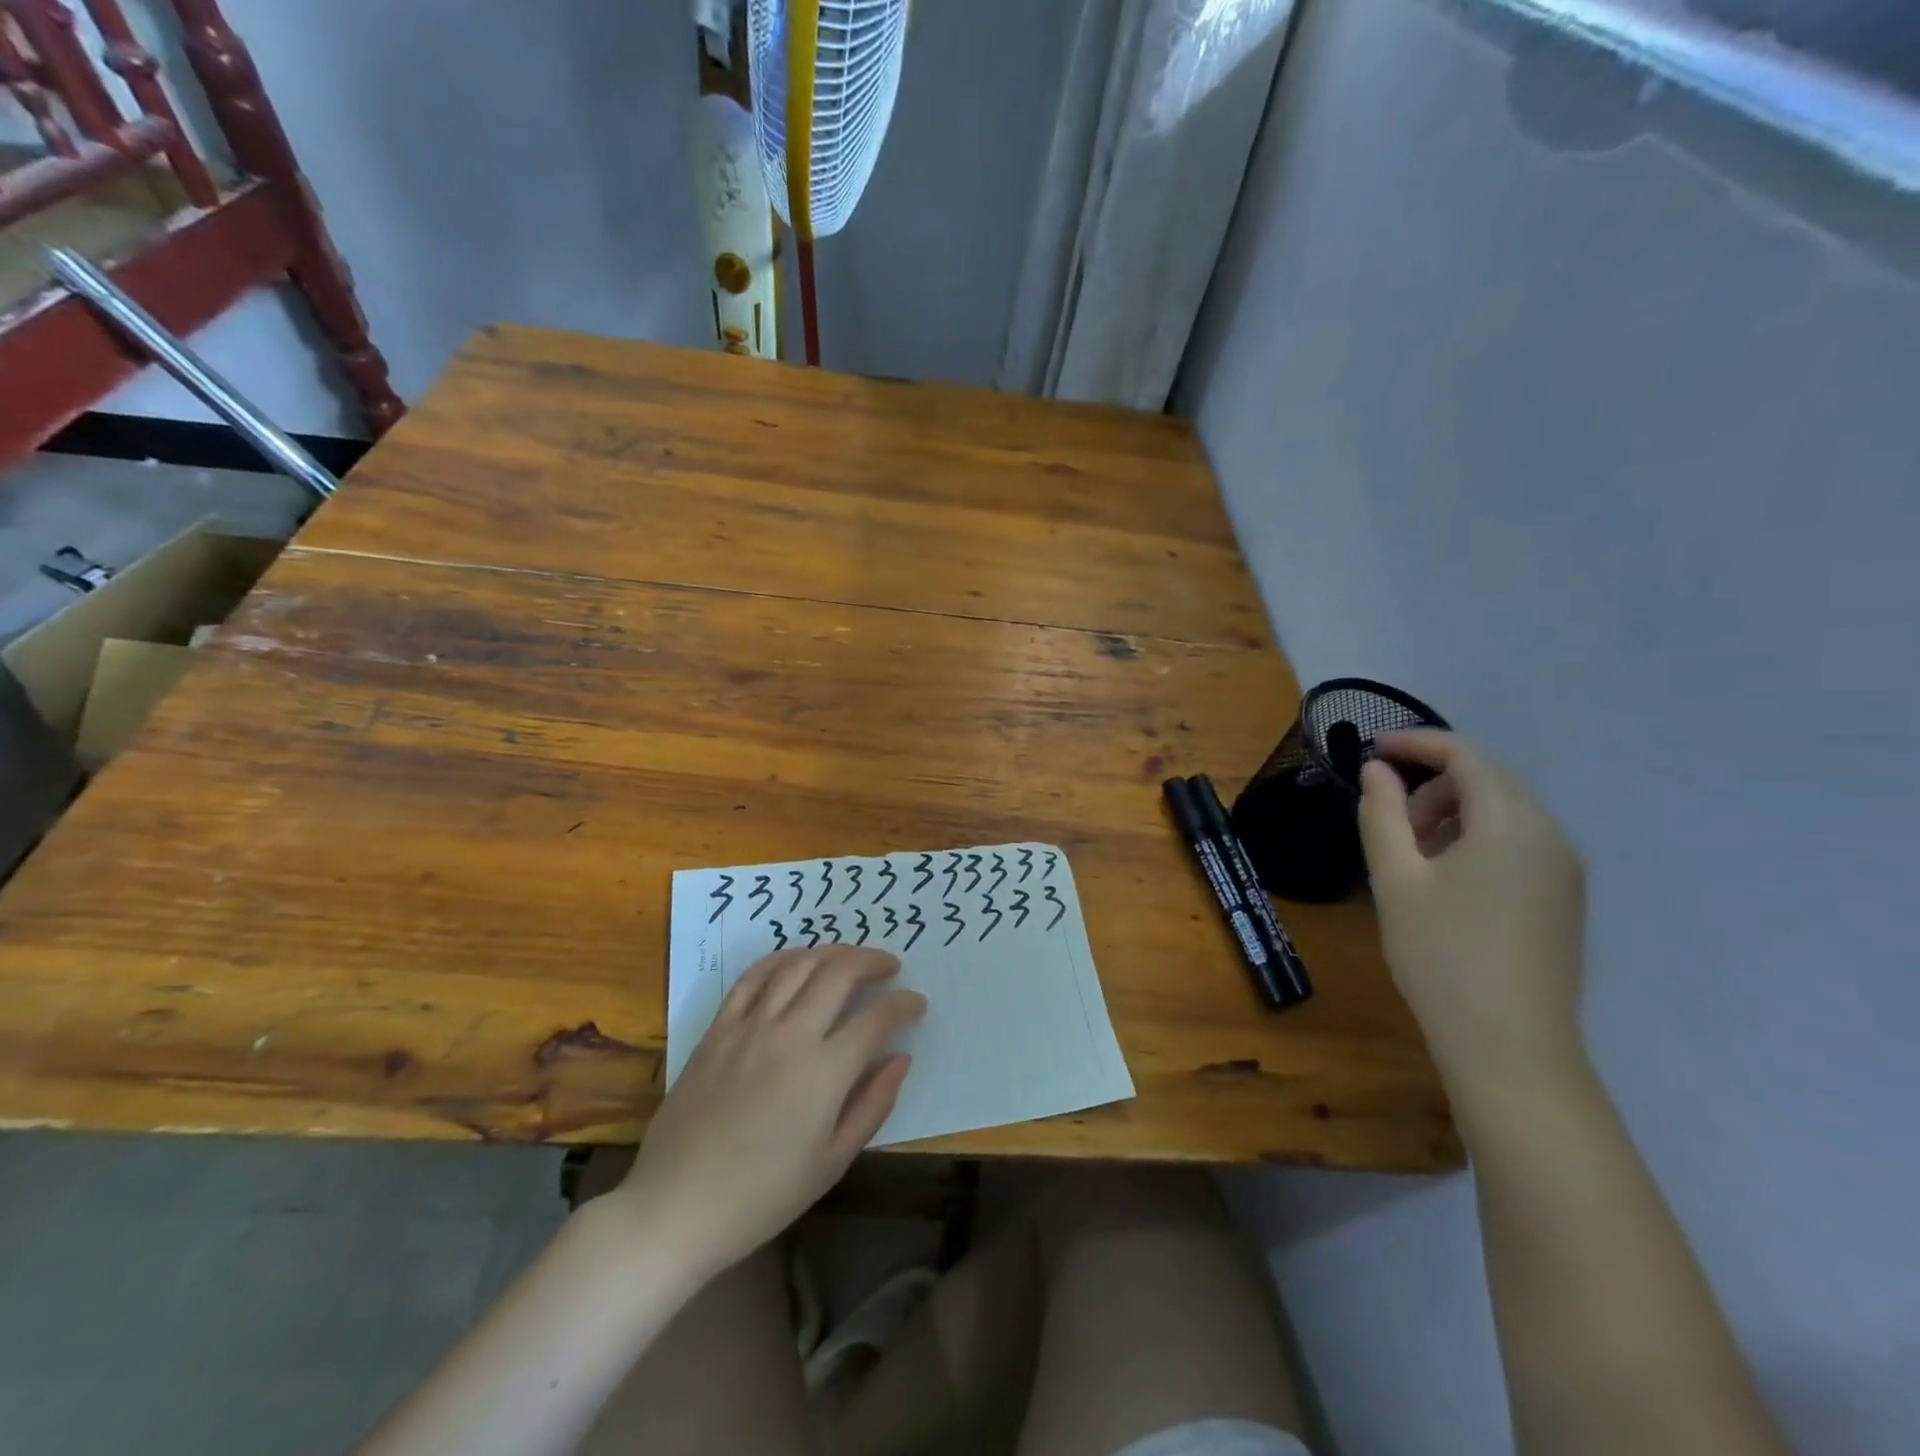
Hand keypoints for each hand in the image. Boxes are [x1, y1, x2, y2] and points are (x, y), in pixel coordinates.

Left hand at [613, 946, 925, 1279]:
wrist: (676, 1207)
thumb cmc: (762, 1196)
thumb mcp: (832, 1162)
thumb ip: (873, 1104)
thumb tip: (900, 1057)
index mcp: (825, 1072)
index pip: (877, 1018)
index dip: (904, 1005)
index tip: (916, 1004)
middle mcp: (791, 1034)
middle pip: (840, 973)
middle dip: (872, 962)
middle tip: (889, 967)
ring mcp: (750, 1026)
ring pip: (799, 965)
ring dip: (832, 952)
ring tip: (850, 958)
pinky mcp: (718, 1028)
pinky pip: (752, 977)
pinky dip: (781, 959)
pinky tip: (797, 960)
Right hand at [1358, 731, 1586, 1097]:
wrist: (1510, 1045)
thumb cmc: (1441, 954)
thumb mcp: (1395, 878)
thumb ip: (1381, 814)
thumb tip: (1376, 770)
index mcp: (1511, 823)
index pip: (1466, 756)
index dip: (1416, 744)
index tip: (1371, 749)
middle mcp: (1550, 835)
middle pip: (1489, 780)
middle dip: (1432, 782)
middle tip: (1386, 814)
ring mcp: (1564, 869)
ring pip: (1505, 811)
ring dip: (1452, 811)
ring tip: (1410, 850)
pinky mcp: (1564, 898)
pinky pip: (1519, 842)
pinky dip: (1476, 837)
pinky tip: (1445, 875)